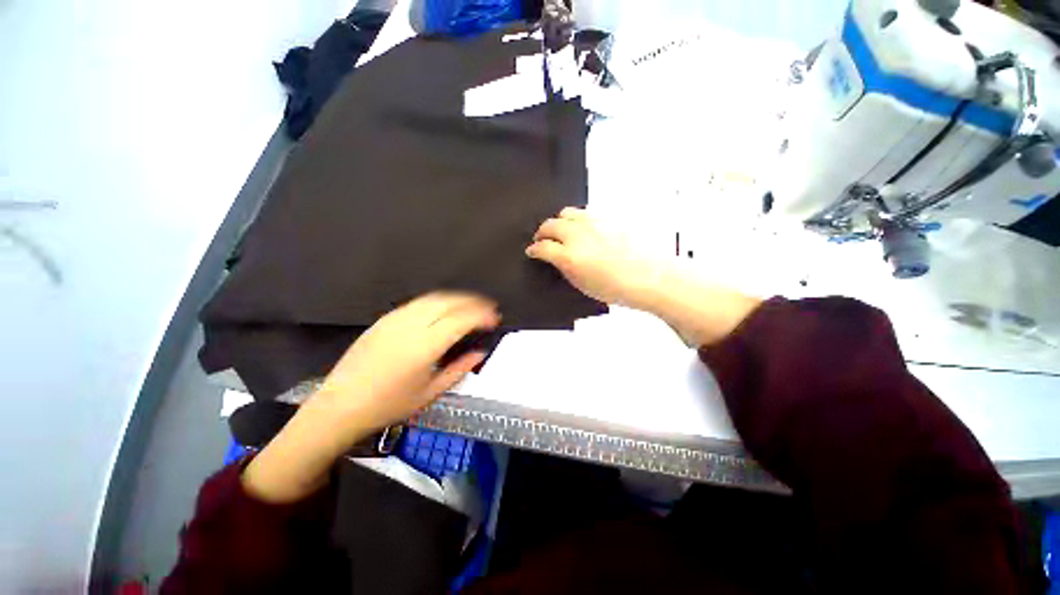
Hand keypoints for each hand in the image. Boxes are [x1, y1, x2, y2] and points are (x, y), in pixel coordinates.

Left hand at [314, 292, 500, 432]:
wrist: (340, 406)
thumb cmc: (388, 405)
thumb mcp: (430, 393)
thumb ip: (459, 370)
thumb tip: (479, 354)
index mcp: (424, 347)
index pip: (461, 320)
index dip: (481, 316)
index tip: (495, 319)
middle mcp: (410, 326)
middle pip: (449, 302)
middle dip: (473, 301)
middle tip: (488, 308)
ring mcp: (395, 319)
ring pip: (433, 298)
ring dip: (456, 298)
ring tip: (470, 305)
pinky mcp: (384, 319)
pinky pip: (417, 303)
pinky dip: (437, 301)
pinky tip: (443, 309)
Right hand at [528, 208, 761, 346]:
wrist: (649, 276)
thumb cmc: (616, 288)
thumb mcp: (582, 285)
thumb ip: (564, 268)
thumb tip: (556, 259)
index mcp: (569, 256)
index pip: (542, 247)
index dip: (534, 249)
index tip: (532, 251)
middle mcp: (577, 235)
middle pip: (550, 224)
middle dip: (542, 232)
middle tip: (542, 239)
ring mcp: (593, 223)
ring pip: (566, 213)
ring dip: (559, 222)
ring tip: (561, 231)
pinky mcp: (607, 218)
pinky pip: (585, 213)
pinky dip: (576, 219)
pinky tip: (581, 228)